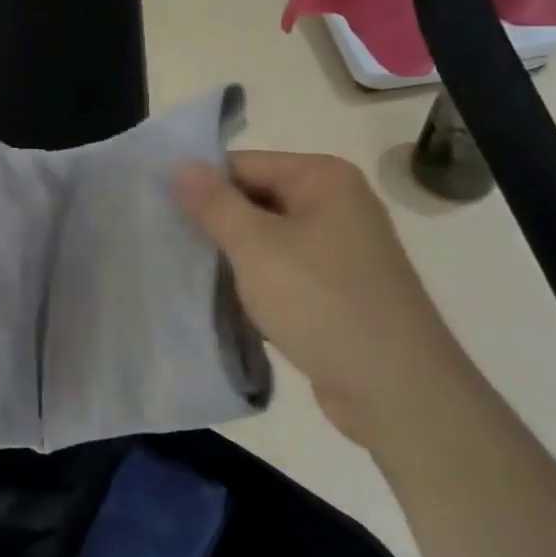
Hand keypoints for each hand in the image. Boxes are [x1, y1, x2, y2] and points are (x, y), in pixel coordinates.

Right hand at [174, 152, 468, 446]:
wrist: (398, 391)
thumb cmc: (322, 303)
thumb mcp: (256, 247)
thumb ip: (214, 203)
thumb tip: (180, 165)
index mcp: (323, 179)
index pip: (243, 164)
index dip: (200, 186)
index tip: (157, 210)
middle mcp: (336, 205)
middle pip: (255, 200)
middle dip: (213, 223)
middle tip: (164, 243)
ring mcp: (340, 250)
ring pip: (266, 240)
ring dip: (230, 257)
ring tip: (182, 272)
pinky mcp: (337, 290)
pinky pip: (282, 272)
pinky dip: (253, 283)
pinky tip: (220, 301)